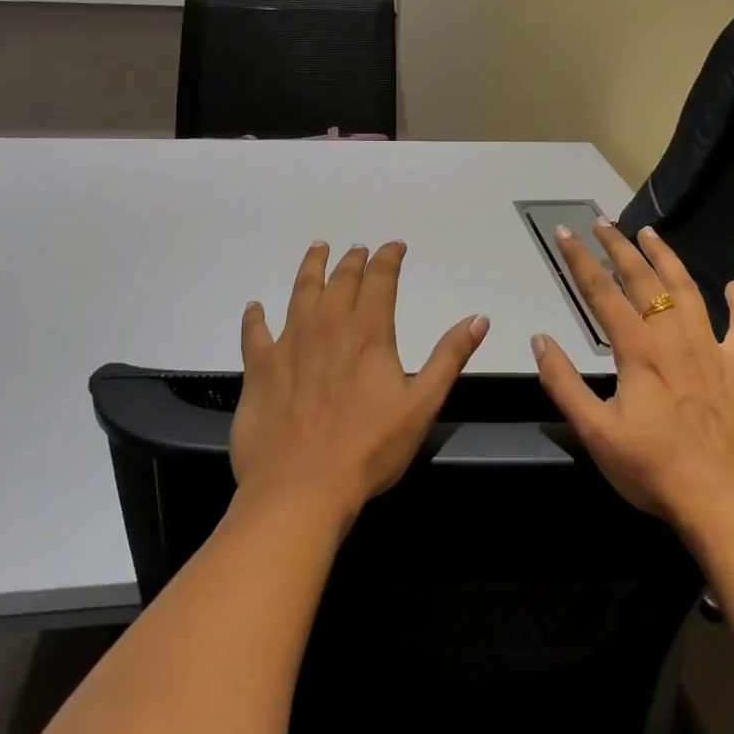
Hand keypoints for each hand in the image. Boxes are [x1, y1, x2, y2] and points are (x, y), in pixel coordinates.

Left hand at [233, 241, 488, 527]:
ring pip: (301, 292)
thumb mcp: (422, 405)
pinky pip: (254, 332)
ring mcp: (289, 343)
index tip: (395, 246)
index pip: (381, 280)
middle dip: (353, 260)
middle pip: (341, 280)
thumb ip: (449, 358)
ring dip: (311, 267)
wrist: (302, 487)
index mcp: (368, 333)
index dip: (389, 258)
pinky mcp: (260, 368)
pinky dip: (255, 317)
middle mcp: (328, 326)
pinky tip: (255, 307)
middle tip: (358, 249)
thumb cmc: (369, 449)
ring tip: (318, 249)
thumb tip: (479, 318)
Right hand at [532, 221, 733, 537]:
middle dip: (619, 248)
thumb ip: (564, 383)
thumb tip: (540, 339)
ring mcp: (711, 352)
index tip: (564, 232)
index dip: (580, 260)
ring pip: (688, 292)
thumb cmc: (653, 470)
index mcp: (638, 351)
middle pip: (643, 281)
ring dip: (667, 260)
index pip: (601, 293)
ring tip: (651, 233)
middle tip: (602, 223)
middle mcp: (674, 339)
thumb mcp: (595, 432)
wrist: (725, 503)